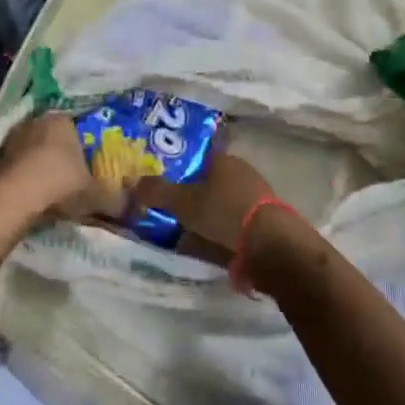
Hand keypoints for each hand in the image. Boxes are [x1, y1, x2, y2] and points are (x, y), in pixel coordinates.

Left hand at [0, 113, 114, 233]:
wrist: (13, 200)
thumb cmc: (60, 185)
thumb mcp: (96, 195)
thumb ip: (115, 198)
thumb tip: (130, 206)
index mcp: (61, 121)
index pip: (77, 128)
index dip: (84, 148)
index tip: (88, 167)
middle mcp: (34, 123)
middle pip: (51, 139)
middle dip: (60, 156)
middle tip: (70, 179)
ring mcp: (10, 140)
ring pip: (30, 152)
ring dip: (37, 167)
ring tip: (48, 192)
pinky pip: (13, 168)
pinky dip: (20, 179)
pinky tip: (28, 198)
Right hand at [126, 152, 293, 264]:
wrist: (270, 244)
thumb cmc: (223, 212)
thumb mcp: (182, 202)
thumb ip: (157, 191)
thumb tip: (134, 183)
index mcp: (223, 159)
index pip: (196, 158)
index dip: (178, 171)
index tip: (163, 188)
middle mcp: (242, 172)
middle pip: (209, 181)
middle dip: (192, 196)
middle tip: (171, 213)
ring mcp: (256, 196)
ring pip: (222, 203)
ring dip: (207, 216)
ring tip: (187, 234)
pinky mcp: (265, 220)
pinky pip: (234, 222)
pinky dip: (222, 231)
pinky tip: (212, 246)